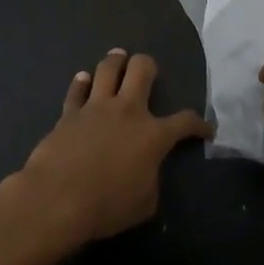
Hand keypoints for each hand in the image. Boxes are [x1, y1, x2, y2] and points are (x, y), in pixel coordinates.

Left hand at [6, 49, 211, 246]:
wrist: (57, 198)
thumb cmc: (107, 206)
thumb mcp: (145, 203)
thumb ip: (151, 179)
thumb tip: (146, 170)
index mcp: (153, 135)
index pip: (185, 122)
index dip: (199, 124)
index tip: (206, 129)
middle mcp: (127, 111)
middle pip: (142, 70)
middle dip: (148, 66)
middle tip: (148, 71)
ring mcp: (95, 108)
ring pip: (107, 69)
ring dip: (116, 61)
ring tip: (118, 58)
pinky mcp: (69, 113)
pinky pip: (76, 90)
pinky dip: (81, 83)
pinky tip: (83, 79)